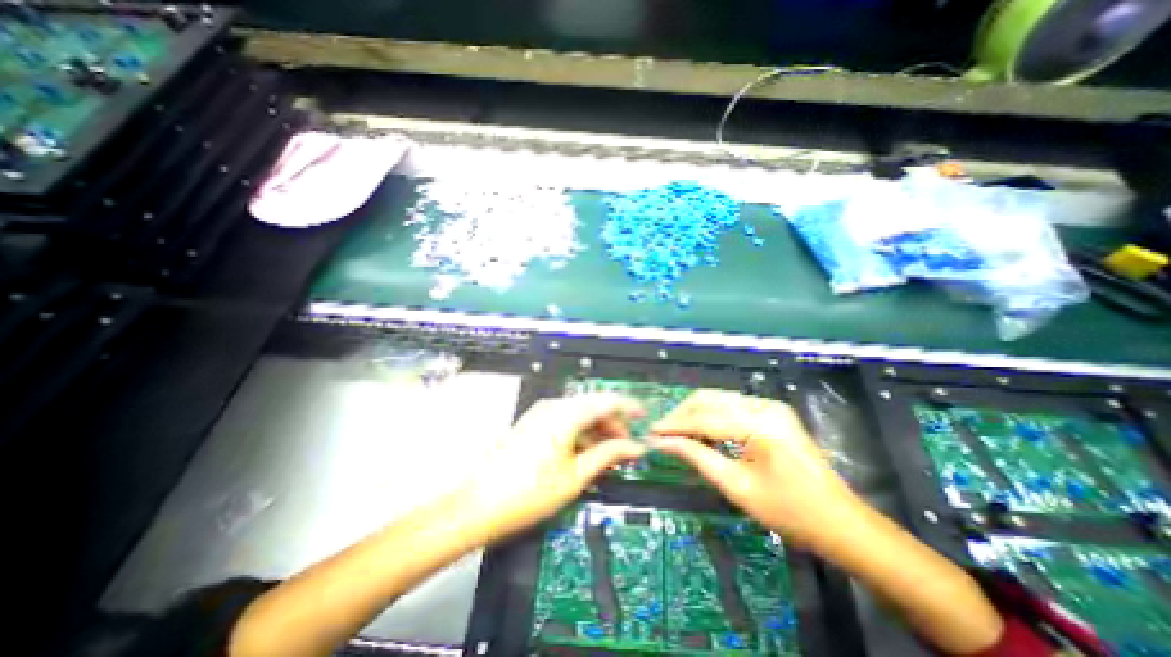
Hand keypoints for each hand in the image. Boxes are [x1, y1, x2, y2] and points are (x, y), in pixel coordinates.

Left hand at [469, 393, 648, 541]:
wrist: (478, 505)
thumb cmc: (529, 492)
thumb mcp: (576, 476)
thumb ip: (608, 455)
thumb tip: (633, 448)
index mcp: (566, 414)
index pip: (606, 401)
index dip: (629, 407)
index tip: (644, 416)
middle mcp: (553, 406)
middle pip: (592, 406)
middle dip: (613, 424)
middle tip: (626, 447)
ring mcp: (540, 414)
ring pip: (578, 414)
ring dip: (596, 430)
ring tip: (608, 454)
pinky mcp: (533, 424)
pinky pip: (564, 421)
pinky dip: (580, 433)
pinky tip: (585, 452)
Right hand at [650, 387, 857, 546]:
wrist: (841, 523)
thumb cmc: (790, 512)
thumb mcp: (737, 487)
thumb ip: (697, 457)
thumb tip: (662, 443)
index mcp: (759, 424)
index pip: (704, 418)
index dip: (674, 425)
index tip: (650, 432)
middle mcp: (764, 405)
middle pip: (709, 399)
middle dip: (682, 415)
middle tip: (663, 434)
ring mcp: (770, 406)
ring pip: (718, 399)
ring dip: (695, 414)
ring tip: (677, 434)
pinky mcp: (772, 412)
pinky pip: (731, 406)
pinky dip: (711, 416)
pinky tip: (701, 432)